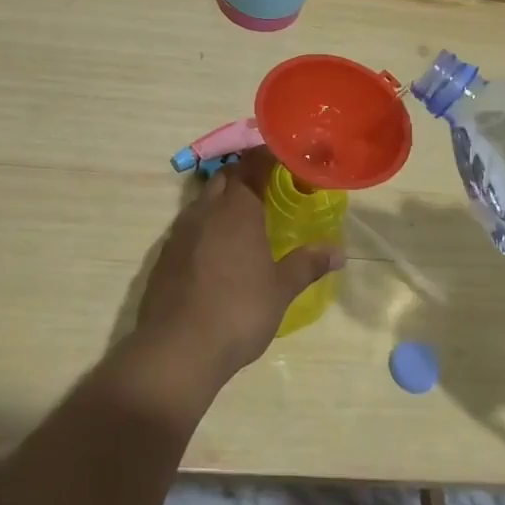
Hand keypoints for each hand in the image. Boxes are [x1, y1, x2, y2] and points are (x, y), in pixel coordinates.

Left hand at [134, 148, 342, 385]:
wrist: (177, 348)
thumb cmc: (238, 312)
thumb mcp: (280, 290)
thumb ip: (307, 265)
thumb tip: (339, 252)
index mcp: (237, 209)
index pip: (252, 165)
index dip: (267, 156)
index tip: (284, 157)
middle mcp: (206, 210)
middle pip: (225, 176)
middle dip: (244, 173)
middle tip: (268, 184)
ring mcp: (181, 231)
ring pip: (204, 199)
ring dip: (223, 197)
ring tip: (243, 214)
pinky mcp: (165, 253)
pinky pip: (189, 224)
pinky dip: (205, 223)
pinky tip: (216, 247)